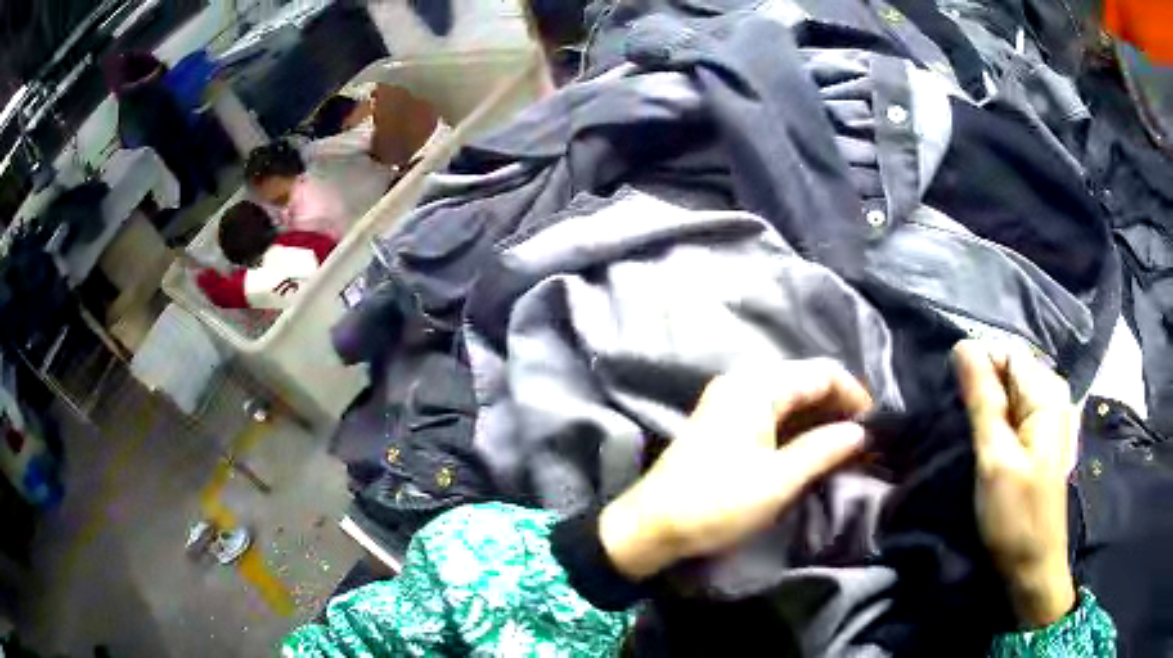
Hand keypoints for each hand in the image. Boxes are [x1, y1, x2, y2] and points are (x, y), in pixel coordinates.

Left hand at [598, 360, 872, 579]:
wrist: (652, 525)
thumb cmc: (717, 503)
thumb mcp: (779, 480)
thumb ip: (824, 449)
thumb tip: (860, 432)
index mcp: (757, 386)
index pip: (822, 372)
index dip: (854, 394)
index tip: (874, 426)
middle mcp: (742, 382)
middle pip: (805, 380)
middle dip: (837, 405)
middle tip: (860, 439)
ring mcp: (728, 400)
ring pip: (788, 395)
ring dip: (817, 416)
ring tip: (841, 447)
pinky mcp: (721, 420)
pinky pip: (770, 410)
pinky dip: (795, 425)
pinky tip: (809, 447)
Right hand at [954, 340, 1076, 627]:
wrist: (1033, 566)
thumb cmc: (1016, 517)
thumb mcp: (995, 459)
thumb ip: (982, 400)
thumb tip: (962, 347)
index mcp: (1047, 392)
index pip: (1006, 352)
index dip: (978, 368)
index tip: (954, 402)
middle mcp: (1053, 394)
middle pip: (1010, 370)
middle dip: (982, 389)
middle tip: (960, 425)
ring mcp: (1051, 416)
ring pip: (1011, 392)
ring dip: (987, 407)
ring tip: (970, 436)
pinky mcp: (1043, 437)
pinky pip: (1016, 412)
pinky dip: (998, 421)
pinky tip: (986, 444)